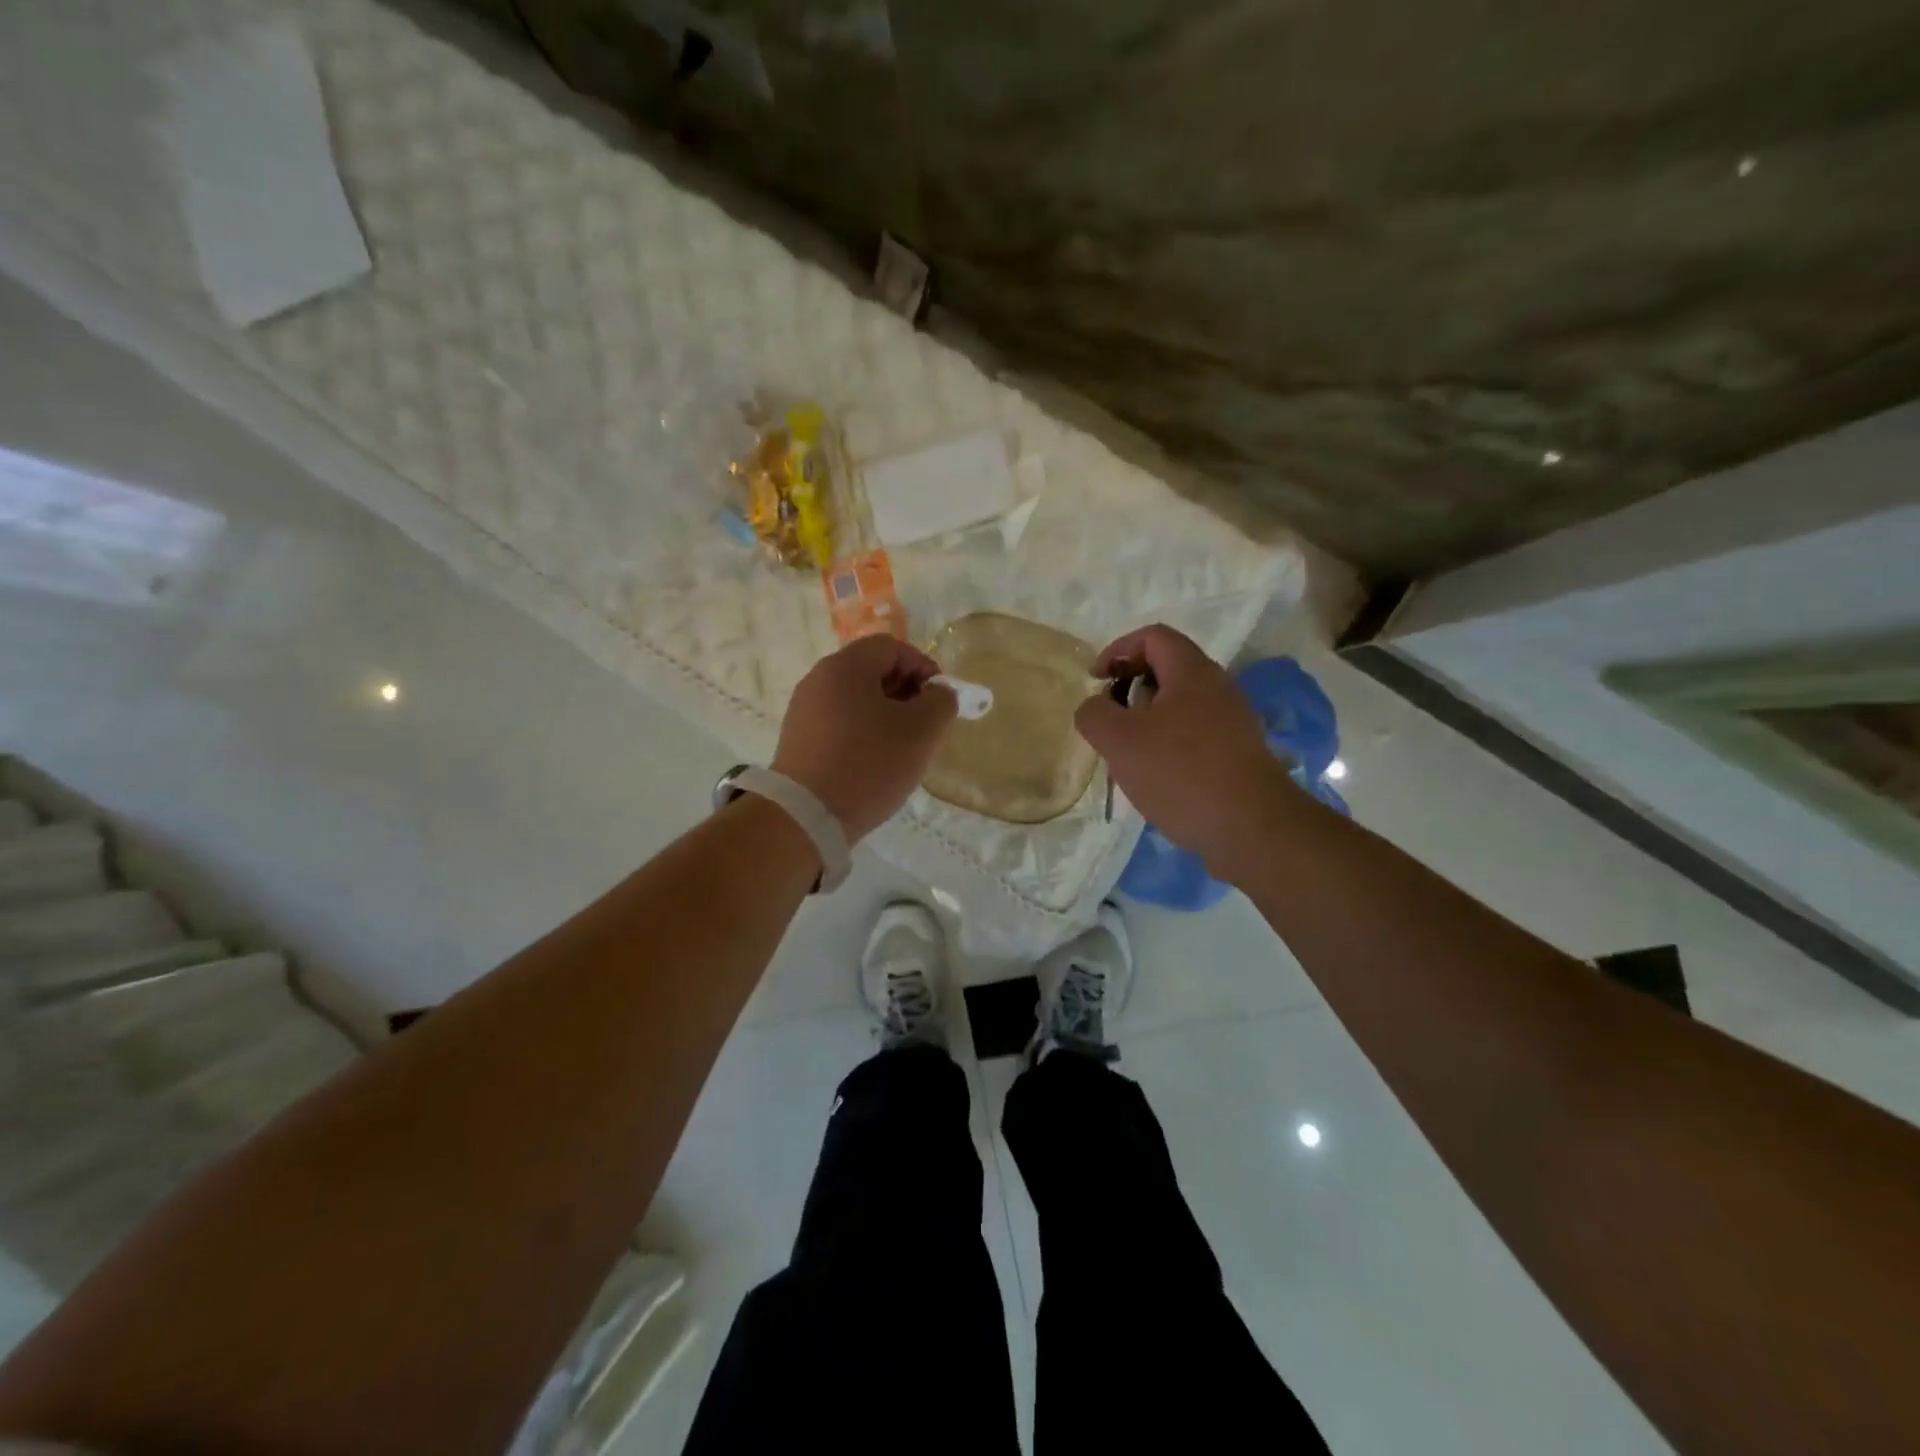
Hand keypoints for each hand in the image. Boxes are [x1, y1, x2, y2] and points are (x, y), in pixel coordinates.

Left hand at [773, 635, 958, 841]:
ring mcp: (803, 710)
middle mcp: (818, 679)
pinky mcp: (797, 740)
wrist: (807, 815)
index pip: (892, 647)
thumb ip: (941, 701)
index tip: (940, 700)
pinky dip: (862, 734)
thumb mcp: (922, 730)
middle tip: (925, 725)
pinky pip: (839, 724)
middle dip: (906, 693)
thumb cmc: (869, 763)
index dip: (923, 666)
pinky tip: (873, 764)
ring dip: (885, 716)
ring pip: (856, 700)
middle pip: (871, 671)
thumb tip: (938, 693)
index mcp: (846, 666)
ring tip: (902, 749)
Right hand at [1074, 624, 1292, 877]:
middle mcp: (1218, 687)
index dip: (1117, 649)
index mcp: (1192, 671)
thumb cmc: (1180, 773)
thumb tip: (1094, 706)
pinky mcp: (1238, 753)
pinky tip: (1156, 777)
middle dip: (1130, 686)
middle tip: (1109, 718)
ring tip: (1127, 752)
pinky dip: (1168, 743)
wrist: (1252, 828)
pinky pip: (1195, 733)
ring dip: (1147, 719)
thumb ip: (1094, 714)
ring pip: (1180, 704)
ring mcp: (1233, 721)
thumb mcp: (1119, 741)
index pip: (1152, 637)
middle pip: (1167, 668)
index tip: (1095, 680)